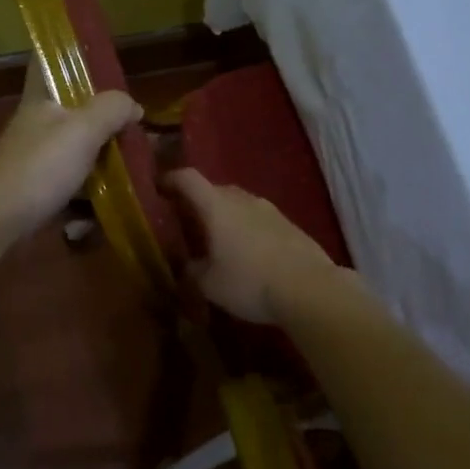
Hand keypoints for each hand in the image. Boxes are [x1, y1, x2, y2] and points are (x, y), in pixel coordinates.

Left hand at [0, 68, 141, 240]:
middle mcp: (35, 124)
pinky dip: (87, 192)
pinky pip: (70, 182)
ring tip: (130, 167)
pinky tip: (105, 203)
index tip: (96, 58)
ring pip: (74, 149)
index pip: (44, 61)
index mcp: (39, 99)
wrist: (1, 220)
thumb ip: (112, 109)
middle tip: (133, 126)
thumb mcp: (84, 130)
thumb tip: (132, 105)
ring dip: (100, 159)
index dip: (66, 55)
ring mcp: (34, 158)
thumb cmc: (42, 166)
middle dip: (101, 118)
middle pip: (70, 110)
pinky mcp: (36, 188)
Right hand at [164, 168, 342, 323]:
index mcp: (217, 206)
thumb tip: (188, 265)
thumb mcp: (210, 285)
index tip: (159, 188)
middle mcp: (243, 199)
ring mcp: (270, 210)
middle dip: (199, 201)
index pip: (188, 179)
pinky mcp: (290, 224)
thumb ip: (193, 271)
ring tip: (219, 238)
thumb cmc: (249, 282)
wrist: (310, 289)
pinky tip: (249, 252)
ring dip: (226, 215)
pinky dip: (247, 228)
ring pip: (239, 203)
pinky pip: (259, 219)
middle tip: (188, 221)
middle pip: (215, 189)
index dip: (170, 179)